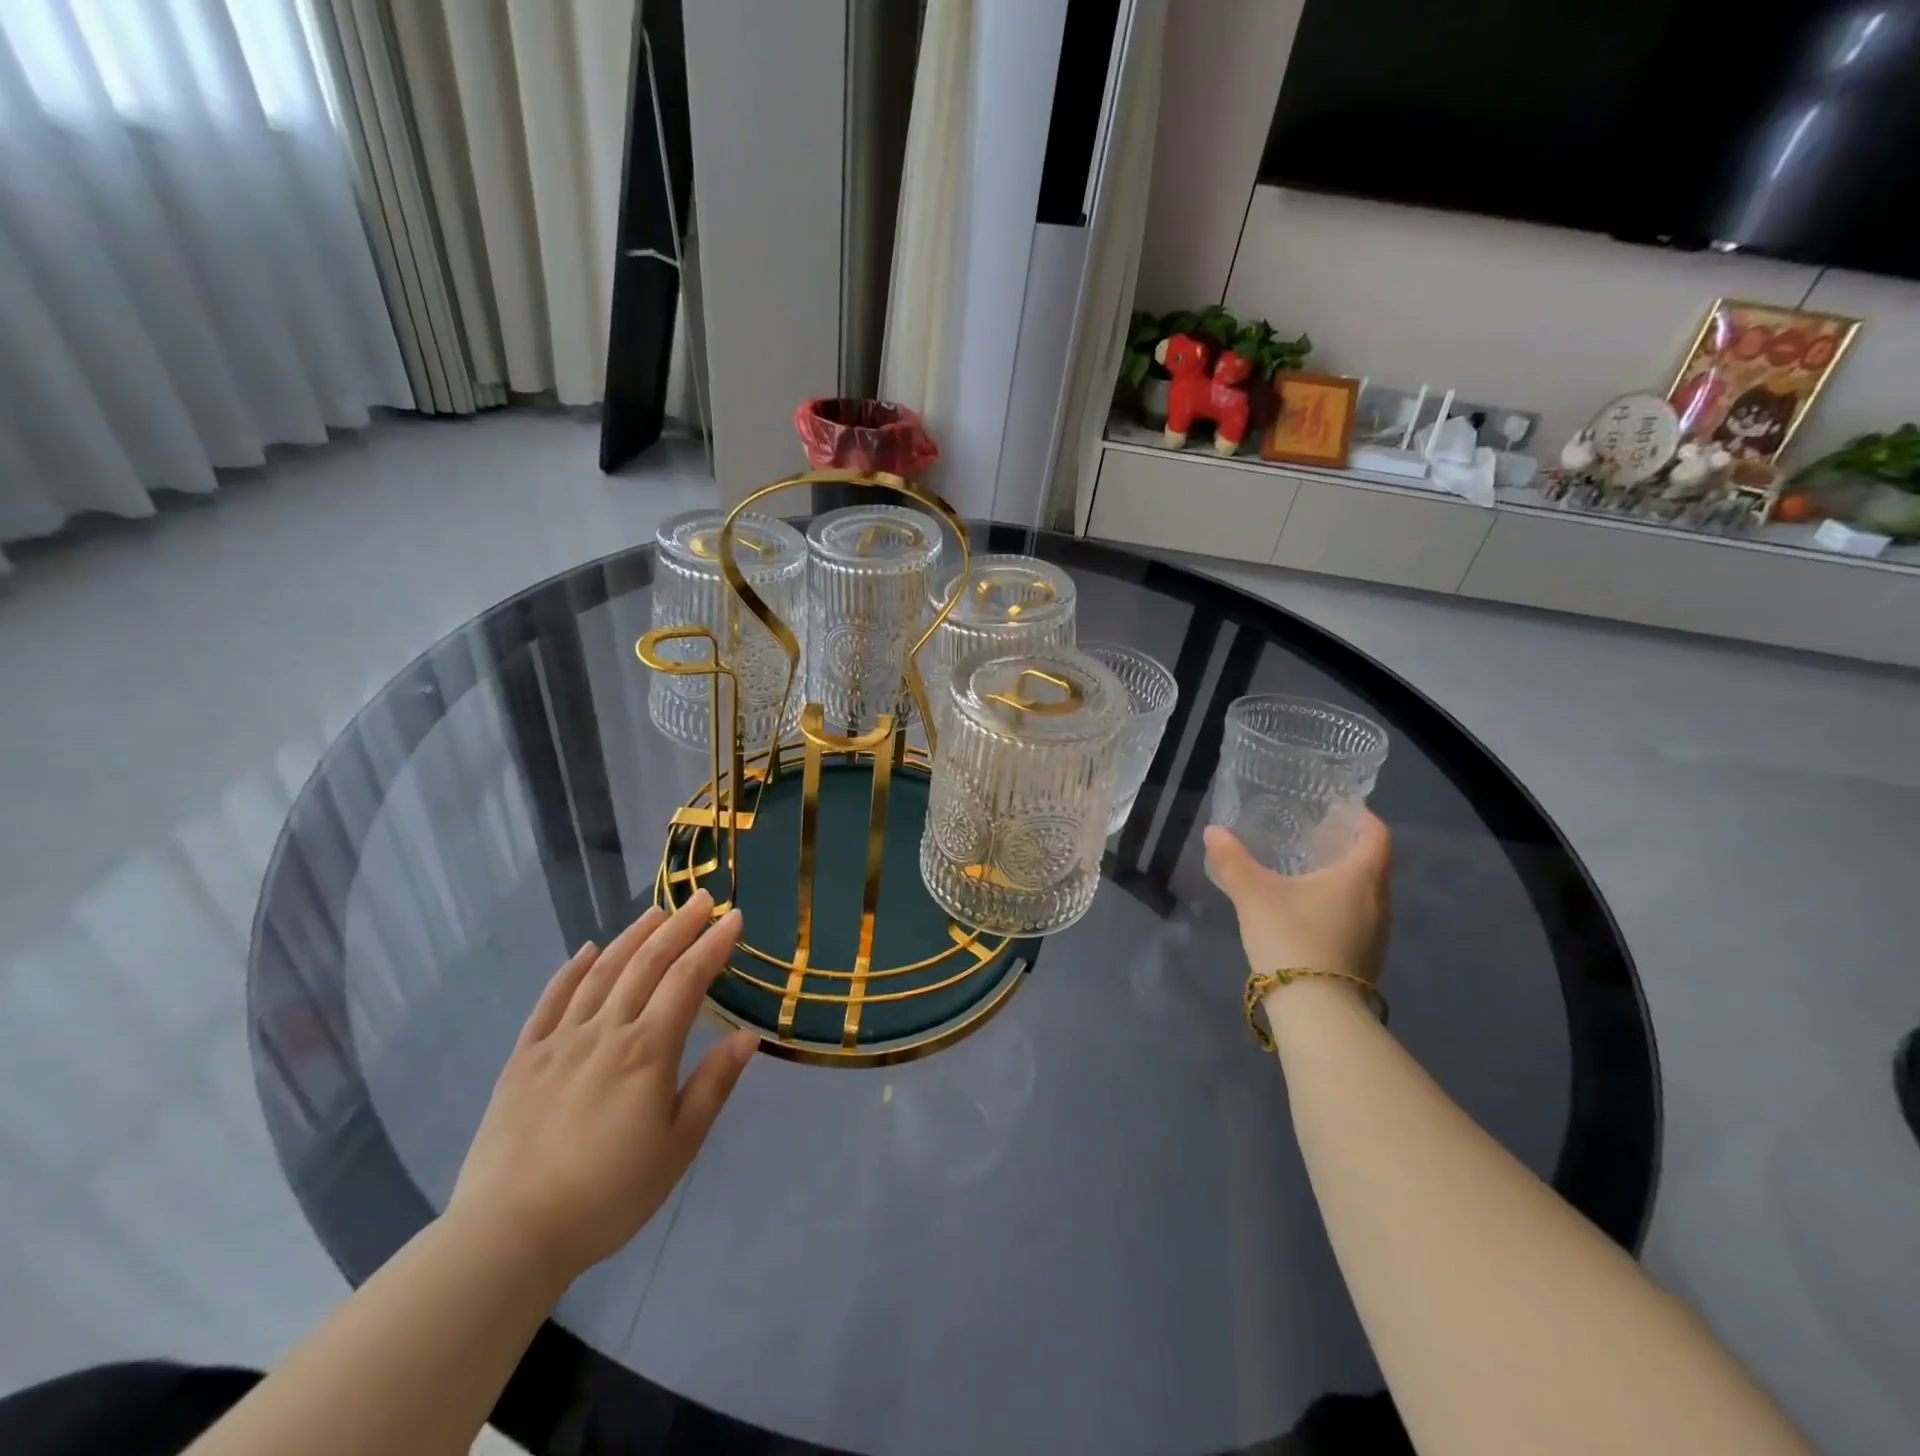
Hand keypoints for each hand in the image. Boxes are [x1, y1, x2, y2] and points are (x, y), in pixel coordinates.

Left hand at [446, 891, 756, 1281]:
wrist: (509, 1236)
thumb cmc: (608, 1195)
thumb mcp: (678, 1147)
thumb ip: (713, 1085)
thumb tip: (748, 1036)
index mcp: (647, 1050)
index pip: (688, 980)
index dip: (713, 945)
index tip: (734, 917)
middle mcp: (605, 1031)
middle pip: (647, 963)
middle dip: (679, 926)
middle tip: (702, 898)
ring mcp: (560, 1040)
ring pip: (602, 972)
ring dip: (633, 936)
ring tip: (657, 911)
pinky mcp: (523, 1058)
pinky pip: (551, 1001)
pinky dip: (572, 970)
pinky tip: (587, 951)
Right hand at [1203, 812, 1391, 988]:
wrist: (1316, 1010)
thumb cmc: (1291, 937)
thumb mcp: (1253, 894)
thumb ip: (1232, 860)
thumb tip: (1213, 831)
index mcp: (1360, 876)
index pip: (1376, 834)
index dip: (1361, 817)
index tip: (1338, 809)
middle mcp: (1379, 901)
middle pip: (1373, 864)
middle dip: (1348, 848)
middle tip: (1314, 838)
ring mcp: (1378, 934)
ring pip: (1367, 894)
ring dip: (1344, 880)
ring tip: (1309, 873)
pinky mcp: (1368, 959)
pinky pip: (1359, 919)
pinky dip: (1340, 906)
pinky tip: (1310, 913)